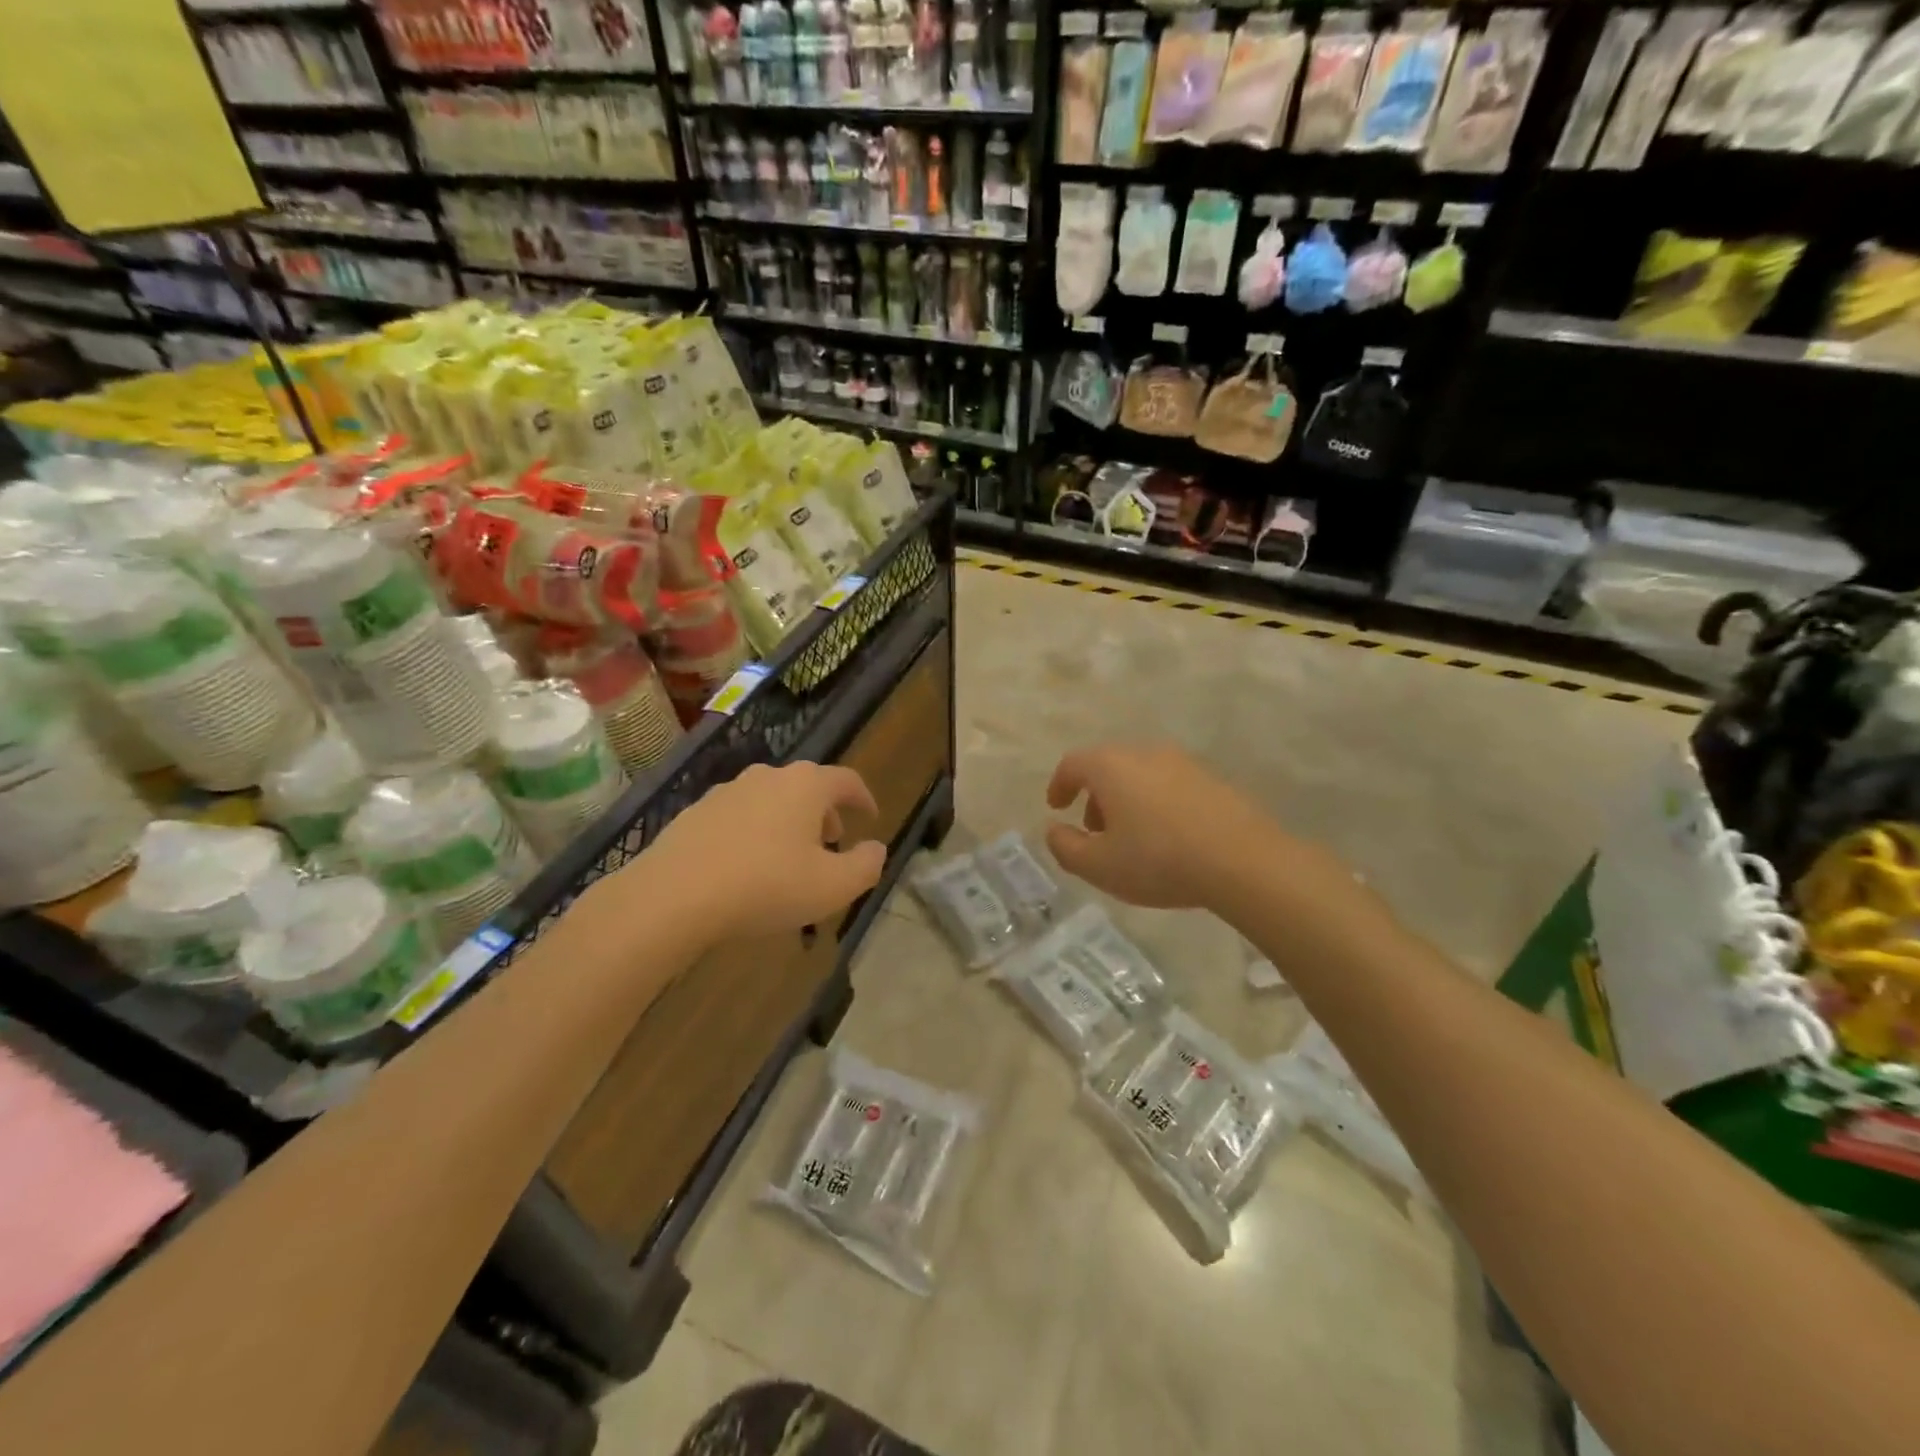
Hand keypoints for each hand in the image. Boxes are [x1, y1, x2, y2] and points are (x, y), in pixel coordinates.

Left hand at [634, 761, 886, 945]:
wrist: (672, 896)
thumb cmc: (765, 886)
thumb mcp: (833, 887)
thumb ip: (866, 866)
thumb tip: (876, 849)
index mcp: (806, 786)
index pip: (847, 780)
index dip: (864, 798)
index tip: (871, 817)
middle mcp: (767, 777)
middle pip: (807, 787)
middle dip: (825, 813)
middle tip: (831, 843)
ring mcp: (727, 792)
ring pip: (771, 800)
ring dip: (788, 823)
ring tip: (789, 859)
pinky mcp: (695, 813)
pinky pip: (739, 817)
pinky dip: (754, 833)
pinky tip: (747, 867)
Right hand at [1045, 742, 1289, 911]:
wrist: (1242, 860)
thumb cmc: (1158, 860)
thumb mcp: (1098, 866)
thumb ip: (1065, 847)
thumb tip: (1054, 830)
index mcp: (1110, 766)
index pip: (1072, 764)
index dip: (1059, 785)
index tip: (1056, 806)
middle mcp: (1144, 753)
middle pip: (1107, 766)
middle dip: (1094, 796)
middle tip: (1094, 830)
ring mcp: (1183, 762)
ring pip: (1140, 774)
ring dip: (1126, 800)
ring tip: (1132, 838)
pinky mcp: (1212, 779)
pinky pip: (1170, 785)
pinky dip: (1157, 803)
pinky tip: (1168, 837)